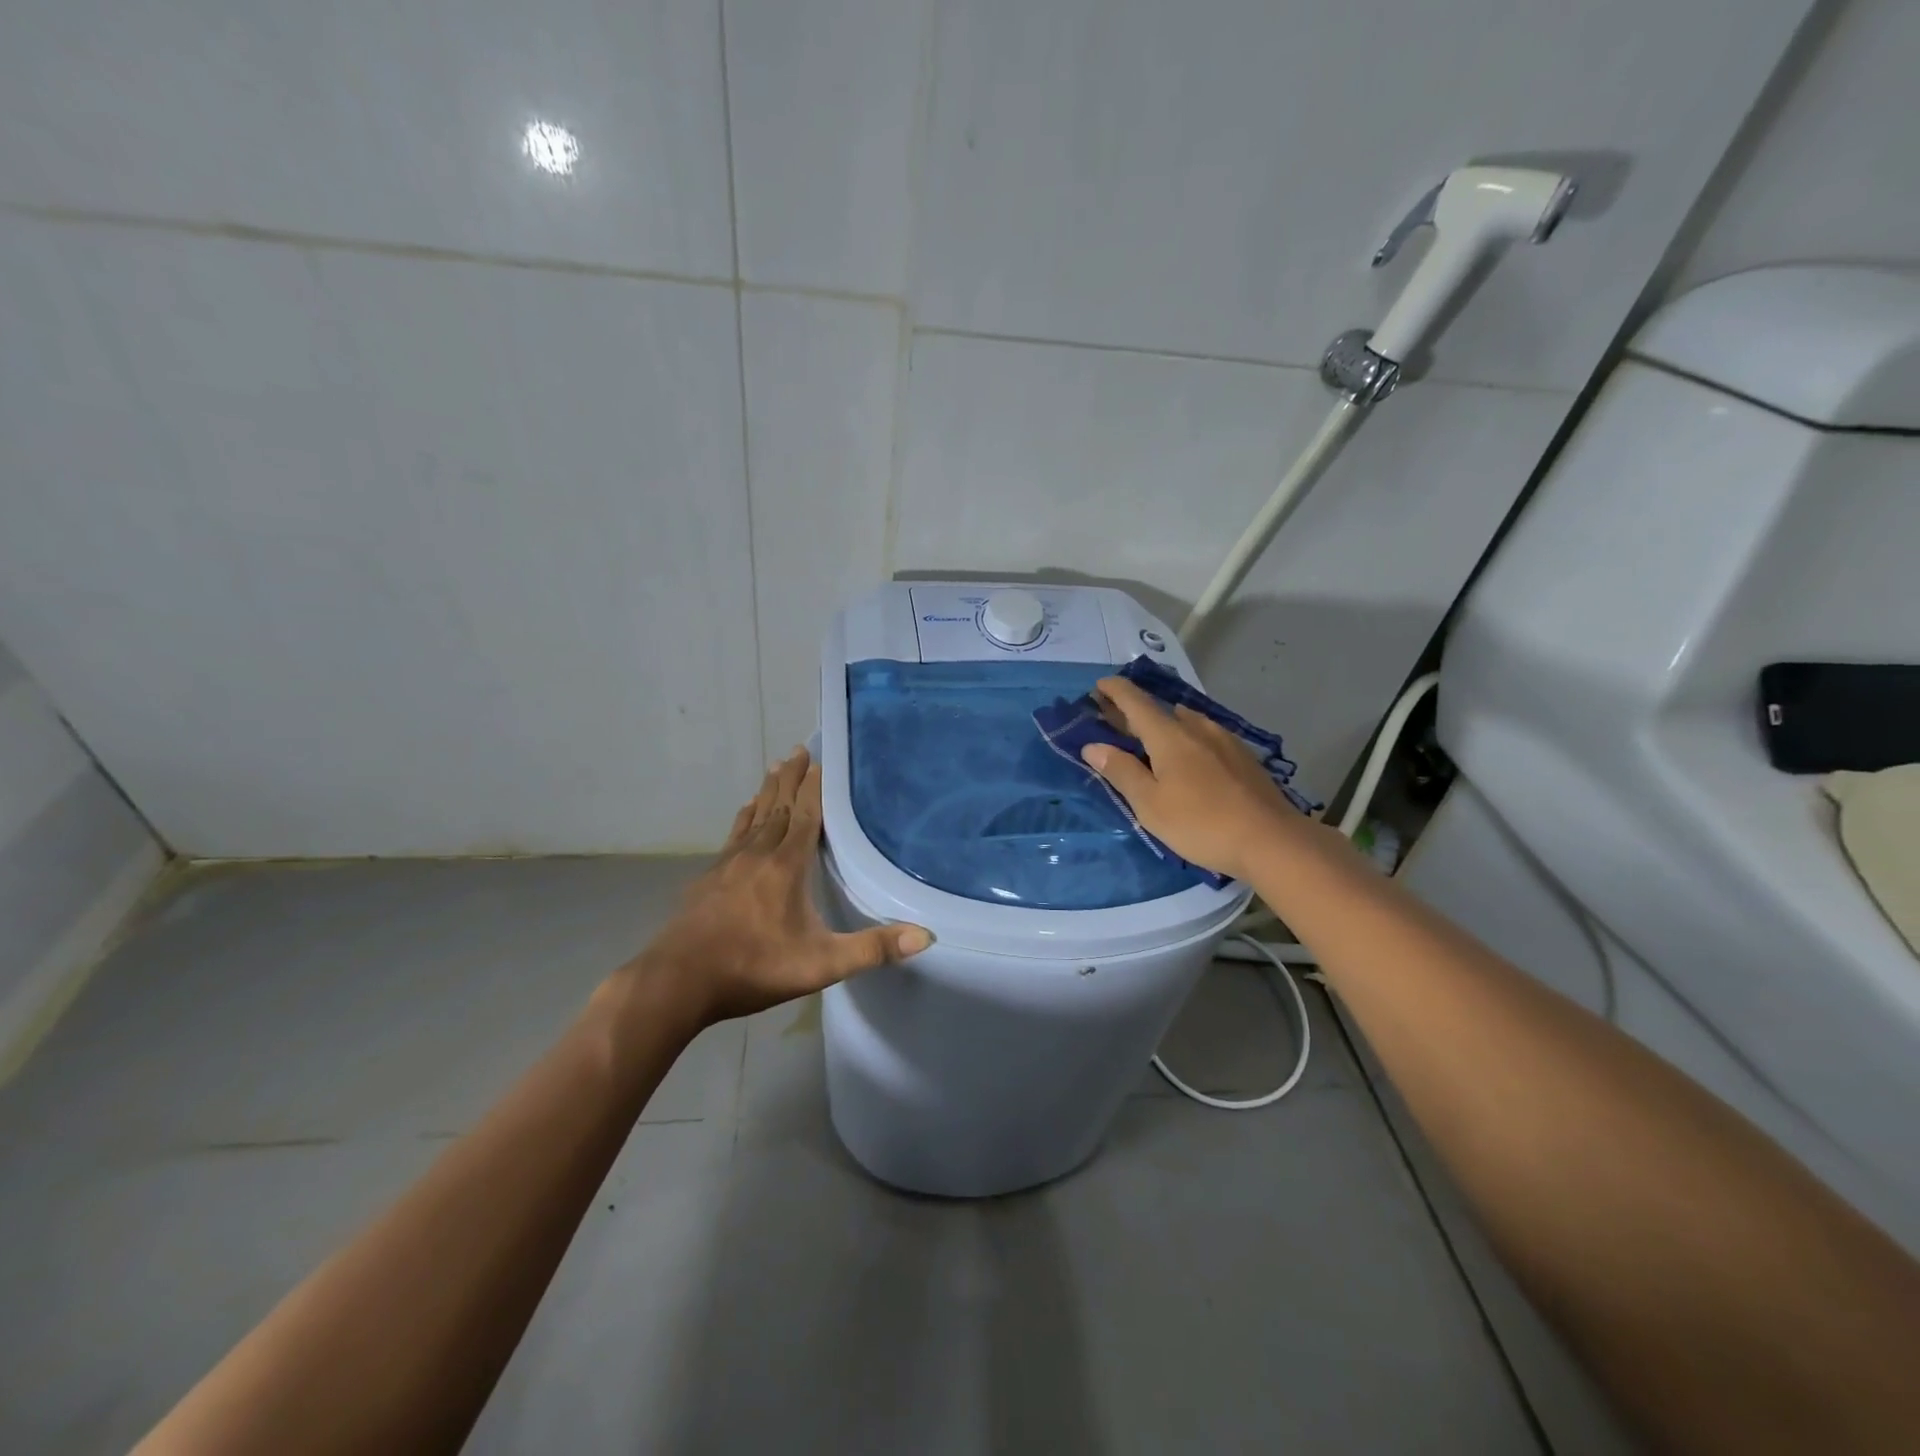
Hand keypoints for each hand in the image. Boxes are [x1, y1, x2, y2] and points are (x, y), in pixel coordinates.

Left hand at [622, 748, 930, 1029]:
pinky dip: (743, 819)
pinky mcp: (709, 879)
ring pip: (754, 818)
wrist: (678, 981)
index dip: (814, 789)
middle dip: (790, 779)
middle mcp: (758, 855)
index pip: (806, 817)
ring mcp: (729, 865)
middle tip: (797, 750)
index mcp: (786, 866)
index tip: (818, 761)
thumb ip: (872, 949)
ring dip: (767, 792)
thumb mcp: (821, 964)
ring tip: (774, 768)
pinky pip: (733, 836)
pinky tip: (743, 814)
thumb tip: (926, 935)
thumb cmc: (754, 967)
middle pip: (778, 807)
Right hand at [1080, 676, 1309, 881]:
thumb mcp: (1150, 805)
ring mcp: (1224, 740)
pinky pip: (1204, 736)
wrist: (1272, 841)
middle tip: (1113, 718)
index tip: (1098, 686)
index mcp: (1169, 735)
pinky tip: (1189, 756)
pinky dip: (1186, 738)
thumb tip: (1093, 746)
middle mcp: (1196, 728)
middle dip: (1133, 711)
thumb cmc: (1201, 823)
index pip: (1135, 701)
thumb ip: (1121, 772)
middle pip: (1158, 710)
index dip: (1114, 690)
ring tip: (1150, 737)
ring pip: (1186, 722)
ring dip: (1163, 724)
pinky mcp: (1243, 757)